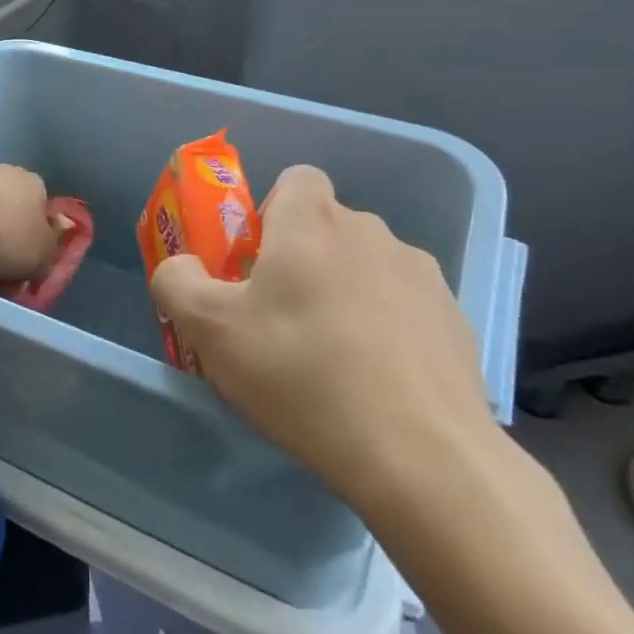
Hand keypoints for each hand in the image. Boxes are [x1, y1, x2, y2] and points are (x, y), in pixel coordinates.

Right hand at [150, 164, 497, 514]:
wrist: (420, 454)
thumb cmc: (300, 373)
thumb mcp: (210, 329)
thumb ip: (177, 282)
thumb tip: (181, 266)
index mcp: (312, 222)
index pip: (296, 179)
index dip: (272, 211)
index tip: (258, 262)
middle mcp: (371, 232)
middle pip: (328, 227)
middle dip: (303, 258)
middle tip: (281, 318)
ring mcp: (421, 276)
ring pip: (368, 267)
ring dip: (347, 292)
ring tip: (333, 359)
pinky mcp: (455, 321)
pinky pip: (406, 307)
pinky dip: (388, 329)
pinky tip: (377, 382)